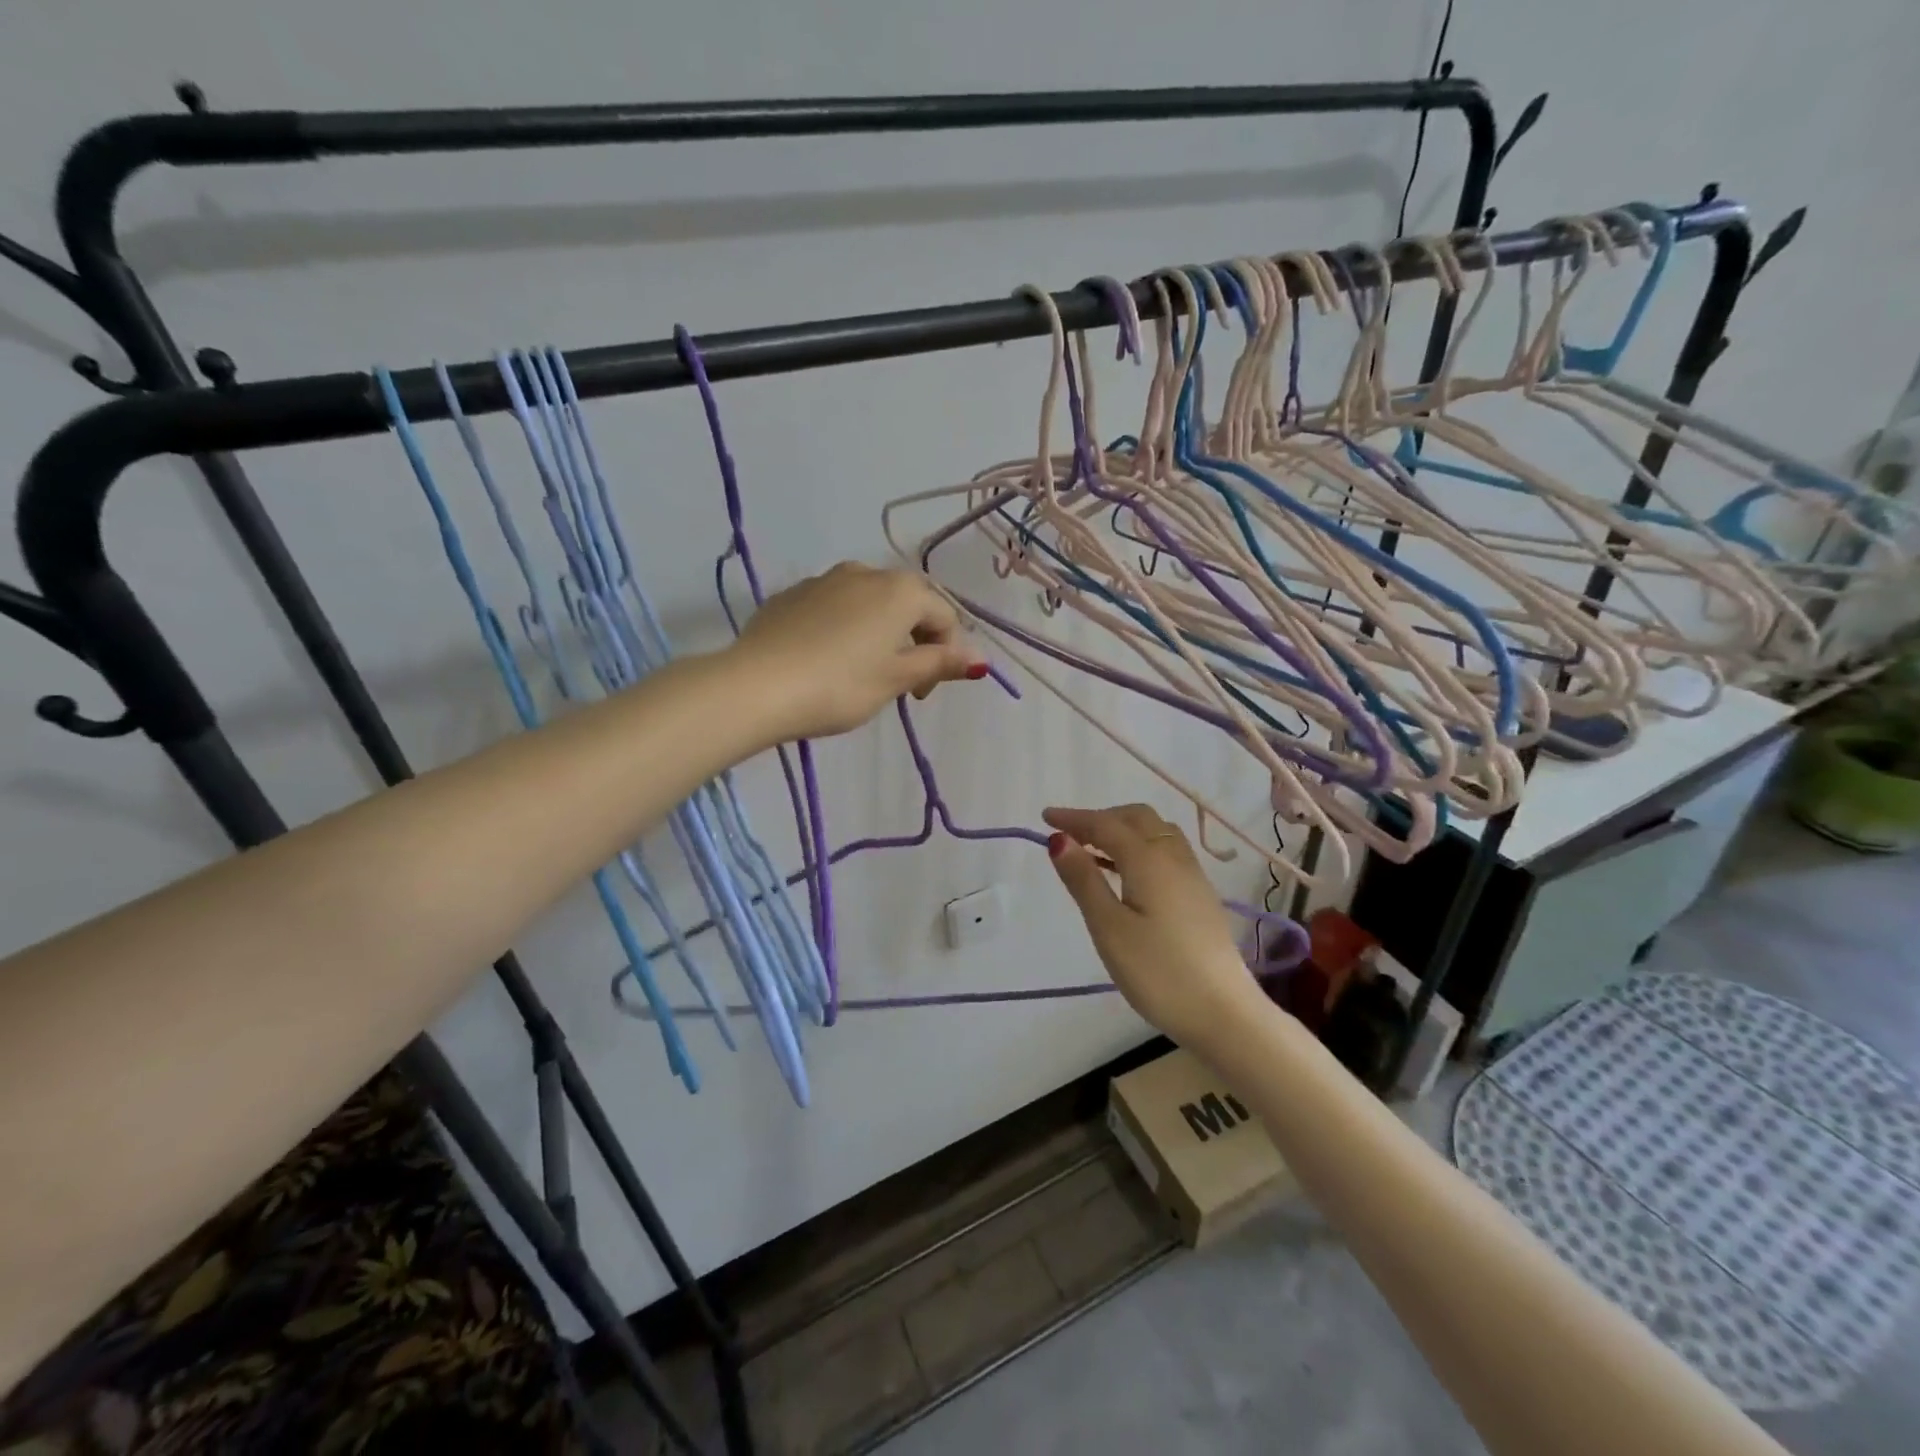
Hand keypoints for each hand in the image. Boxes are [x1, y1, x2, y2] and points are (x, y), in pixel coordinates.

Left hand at [730, 562, 986, 740]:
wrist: (757, 685)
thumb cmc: (840, 686)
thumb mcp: (896, 679)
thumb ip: (939, 664)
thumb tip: (980, 660)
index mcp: (900, 590)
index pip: (944, 616)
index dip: (947, 654)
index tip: (924, 693)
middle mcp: (865, 572)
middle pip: (907, 603)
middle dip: (914, 639)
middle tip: (901, 683)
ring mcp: (823, 580)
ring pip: (868, 603)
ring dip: (879, 632)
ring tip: (863, 671)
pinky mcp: (791, 594)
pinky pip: (833, 607)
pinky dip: (843, 628)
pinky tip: (826, 660)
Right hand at [1044, 804, 1264, 1051]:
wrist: (1225, 1014)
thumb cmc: (1158, 972)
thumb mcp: (1109, 928)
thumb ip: (1084, 880)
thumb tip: (1059, 838)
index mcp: (1148, 860)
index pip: (1105, 824)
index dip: (1074, 818)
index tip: (1044, 817)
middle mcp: (1174, 857)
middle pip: (1136, 818)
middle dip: (1102, 818)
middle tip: (1070, 835)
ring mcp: (1192, 876)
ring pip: (1156, 832)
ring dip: (1123, 830)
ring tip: (1095, 851)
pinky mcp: (1200, 896)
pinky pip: (1166, 850)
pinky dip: (1140, 846)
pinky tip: (1127, 874)